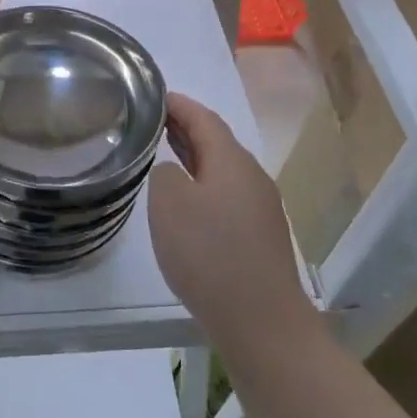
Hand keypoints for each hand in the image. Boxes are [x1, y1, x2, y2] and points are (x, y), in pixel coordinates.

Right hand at [149, 93, 315, 355]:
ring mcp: (262, 208)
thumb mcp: (169, 204)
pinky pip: (228, 196)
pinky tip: (189, 204)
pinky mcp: (262, 237)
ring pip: (223, 170)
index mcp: (232, 161)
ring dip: (195, 159)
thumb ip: (165, 174)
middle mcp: (252, 176)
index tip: (155, 96)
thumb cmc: (209, 253)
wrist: (262, 321)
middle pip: (217, 142)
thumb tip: (175, 172)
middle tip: (154, 122)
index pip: (204, 118)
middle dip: (187, 129)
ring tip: (166, 156)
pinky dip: (205, 186)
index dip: (179, 104)